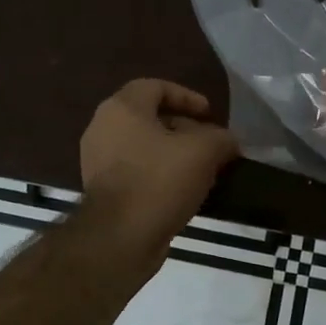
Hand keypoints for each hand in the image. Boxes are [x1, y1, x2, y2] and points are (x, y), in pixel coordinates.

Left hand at [80, 80, 238, 257]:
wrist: (120, 237)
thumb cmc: (159, 181)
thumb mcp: (204, 151)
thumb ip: (221, 138)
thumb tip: (228, 141)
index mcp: (121, 108)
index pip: (155, 86)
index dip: (187, 96)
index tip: (210, 114)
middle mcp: (102, 128)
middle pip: (148, 117)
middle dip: (183, 128)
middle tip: (209, 143)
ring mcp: (97, 161)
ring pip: (142, 146)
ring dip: (172, 154)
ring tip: (201, 169)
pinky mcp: (101, 190)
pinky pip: (135, 171)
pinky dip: (158, 174)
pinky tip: (182, 191)